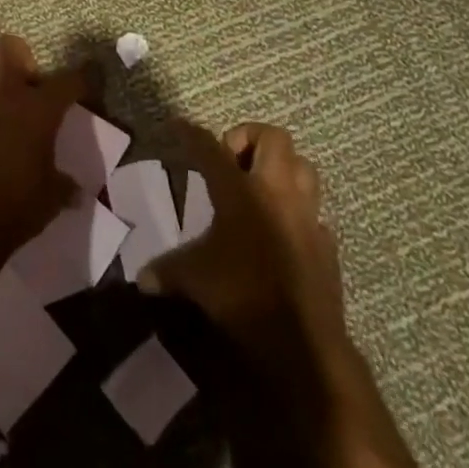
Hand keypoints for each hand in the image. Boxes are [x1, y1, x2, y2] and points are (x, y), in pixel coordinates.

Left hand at [0, 34, 79, 260]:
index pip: (69, 80)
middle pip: (9, 46)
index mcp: (39, 109)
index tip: (85, 82)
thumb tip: (75, 192)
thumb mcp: (53, 196)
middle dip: (20, 55)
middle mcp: (5, 93)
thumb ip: (64, 185)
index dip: (81, 79)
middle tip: (25, 81)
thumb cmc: (19, 207)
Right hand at [141, 122, 348, 365]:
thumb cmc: (242, 295)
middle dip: (250, 138)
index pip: (210, 148)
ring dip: (282, 167)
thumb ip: (167, 271)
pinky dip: (298, 211)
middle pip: (273, 138)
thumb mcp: (194, 279)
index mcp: (239, 191)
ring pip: (304, 167)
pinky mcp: (326, 244)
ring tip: (260, 185)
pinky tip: (281, 230)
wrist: (303, 342)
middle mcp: (276, 192)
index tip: (179, 125)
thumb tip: (142, 279)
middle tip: (231, 160)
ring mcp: (307, 216)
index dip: (191, 133)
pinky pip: (314, 212)